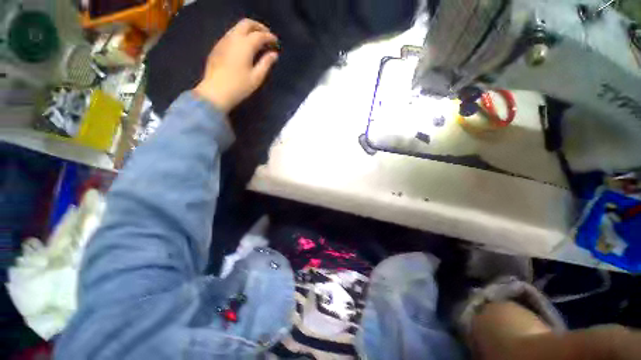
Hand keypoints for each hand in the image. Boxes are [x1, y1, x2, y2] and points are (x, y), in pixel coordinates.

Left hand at [194, 19, 278, 112]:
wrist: (215, 91)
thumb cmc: (239, 87)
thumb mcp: (257, 77)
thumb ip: (266, 63)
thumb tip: (274, 54)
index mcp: (245, 45)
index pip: (260, 35)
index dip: (270, 37)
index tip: (276, 42)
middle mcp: (233, 38)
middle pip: (247, 24)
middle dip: (259, 27)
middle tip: (267, 36)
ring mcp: (223, 41)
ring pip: (237, 27)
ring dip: (249, 30)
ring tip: (258, 41)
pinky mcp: (218, 47)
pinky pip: (231, 35)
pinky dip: (241, 36)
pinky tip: (245, 47)